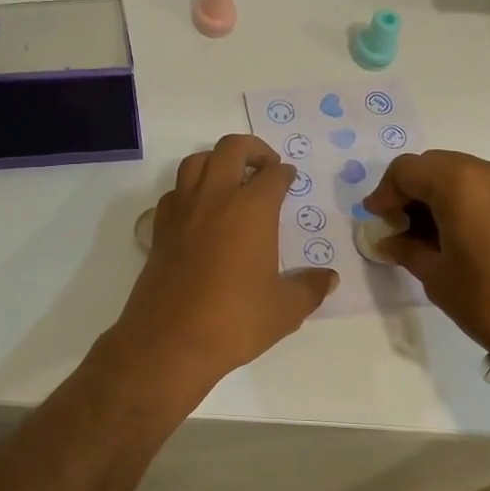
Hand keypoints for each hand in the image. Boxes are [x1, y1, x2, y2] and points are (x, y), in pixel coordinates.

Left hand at [106, 135, 338, 392]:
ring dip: (216, 161)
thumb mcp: (285, 310)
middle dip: (253, 149)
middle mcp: (215, 198)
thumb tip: (329, 278)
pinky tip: (199, 210)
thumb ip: (310, 288)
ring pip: (195, 161)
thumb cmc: (235, 321)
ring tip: (230, 179)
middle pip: (231, 149)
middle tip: (265, 166)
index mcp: (252, 209)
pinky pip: (174, 193)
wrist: (170, 341)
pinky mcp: (159, 229)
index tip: (290, 178)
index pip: (273, 174)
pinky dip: (189, 190)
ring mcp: (182, 211)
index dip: (285, 173)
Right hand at [363, 151, 489, 349]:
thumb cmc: (489, 298)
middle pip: (434, 166)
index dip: (384, 192)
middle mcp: (489, 170)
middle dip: (411, 191)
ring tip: (428, 233)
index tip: (377, 219)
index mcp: (459, 183)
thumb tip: (389, 241)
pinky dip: (465, 201)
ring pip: (462, 174)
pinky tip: (458, 233)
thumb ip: (407, 249)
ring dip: (438, 195)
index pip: (405, 170)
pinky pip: (487, 187)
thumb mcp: (436, 276)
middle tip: (399, 225)